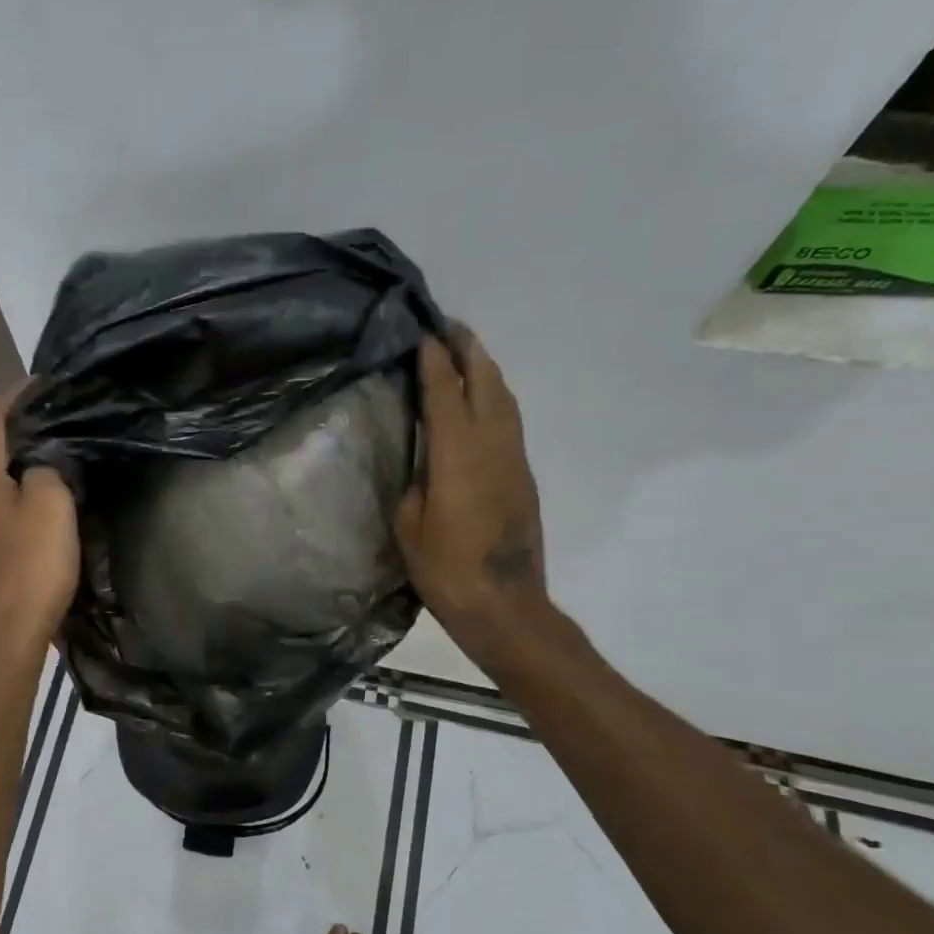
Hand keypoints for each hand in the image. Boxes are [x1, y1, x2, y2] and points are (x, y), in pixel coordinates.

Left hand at [0, 382, 79, 668]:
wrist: (4, 639)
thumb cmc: (30, 567)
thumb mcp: (50, 505)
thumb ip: (47, 469)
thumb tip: (41, 462)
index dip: (19, 396)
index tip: (46, 382)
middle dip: (28, 439)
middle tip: (67, 428)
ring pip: (2, 493)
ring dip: (28, 478)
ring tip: (64, 472)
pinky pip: (7, 523)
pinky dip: (26, 510)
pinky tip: (48, 522)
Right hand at [395, 328, 548, 660]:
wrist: (504, 605)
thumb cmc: (445, 569)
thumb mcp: (410, 525)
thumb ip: (417, 483)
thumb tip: (426, 462)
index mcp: (458, 456)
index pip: (446, 393)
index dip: (434, 361)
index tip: (424, 333)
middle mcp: (493, 447)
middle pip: (486, 383)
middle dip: (469, 350)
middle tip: (449, 327)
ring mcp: (514, 460)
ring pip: (505, 400)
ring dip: (486, 371)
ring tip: (467, 354)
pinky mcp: (523, 476)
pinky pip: (509, 422)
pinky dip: (494, 398)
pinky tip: (481, 401)